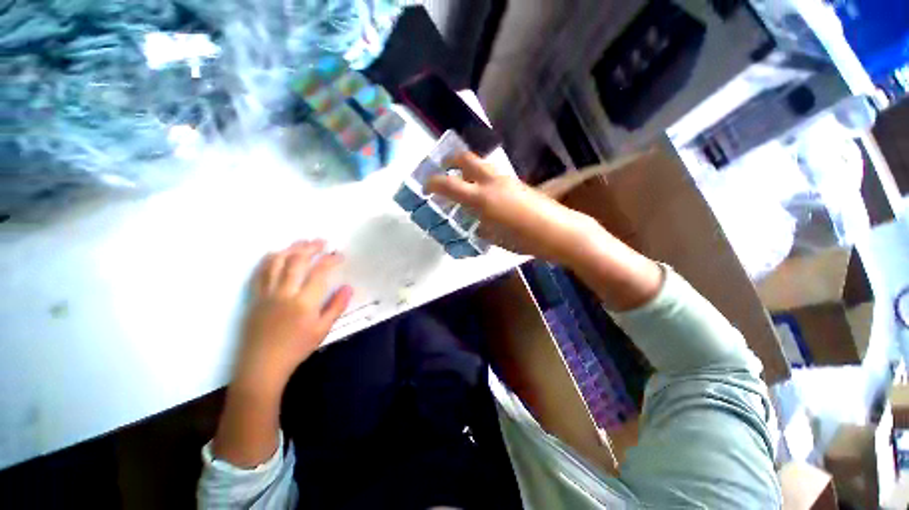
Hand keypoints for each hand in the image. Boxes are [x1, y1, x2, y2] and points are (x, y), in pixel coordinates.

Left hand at [233, 240, 352, 396]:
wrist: (262, 365)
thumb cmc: (296, 348)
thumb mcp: (323, 329)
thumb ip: (336, 306)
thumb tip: (348, 287)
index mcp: (304, 302)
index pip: (319, 272)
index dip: (330, 259)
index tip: (339, 255)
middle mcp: (284, 293)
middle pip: (296, 261)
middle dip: (311, 247)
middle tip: (322, 241)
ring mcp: (266, 293)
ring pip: (276, 262)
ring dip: (290, 248)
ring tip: (302, 242)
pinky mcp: (254, 297)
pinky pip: (260, 272)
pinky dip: (269, 259)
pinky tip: (277, 254)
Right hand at [426, 152, 601, 265]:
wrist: (558, 232)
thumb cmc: (523, 240)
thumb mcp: (495, 238)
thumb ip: (482, 227)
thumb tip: (477, 223)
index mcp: (481, 198)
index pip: (449, 185)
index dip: (433, 183)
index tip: (425, 186)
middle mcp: (492, 182)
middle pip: (467, 159)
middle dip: (451, 161)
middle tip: (444, 169)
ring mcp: (507, 180)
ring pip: (483, 165)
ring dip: (469, 170)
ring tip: (465, 183)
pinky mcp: (519, 183)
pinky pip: (495, 176)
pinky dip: (484, 179)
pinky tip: (488, 195)